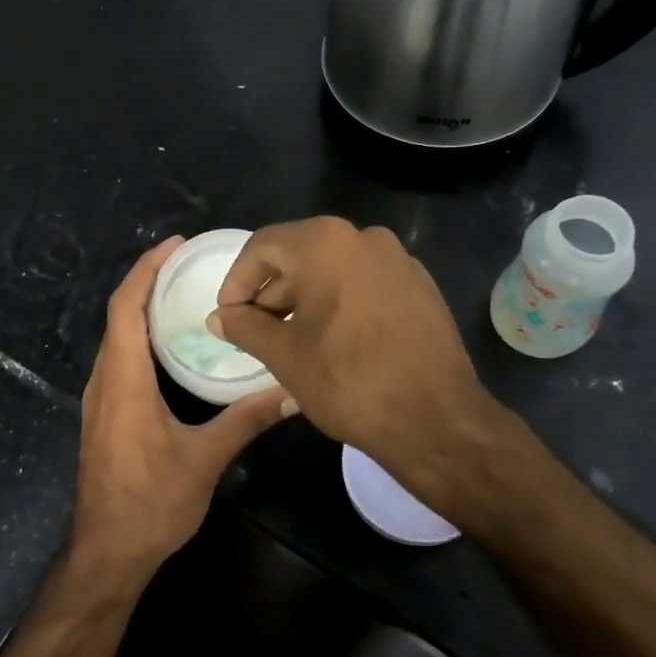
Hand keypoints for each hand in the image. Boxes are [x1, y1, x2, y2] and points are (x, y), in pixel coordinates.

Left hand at [71, 237, 296, 587]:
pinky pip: (119, 359)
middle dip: (148, 281)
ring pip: (116, 338)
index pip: (126, 307)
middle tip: (189, 264)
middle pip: (119, 315)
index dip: (146, 269)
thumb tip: (293, 392)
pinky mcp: (104, 416)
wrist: (106, 553)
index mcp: (123, 380)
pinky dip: (139, 337)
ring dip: (142, 309)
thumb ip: (247, 420)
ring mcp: (100, 400)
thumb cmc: (151, 504)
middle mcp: (104, 381)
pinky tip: (170, 347)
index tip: (175, 245)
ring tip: (183, 293)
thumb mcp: (204, 459)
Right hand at [208, 217, 506, 490]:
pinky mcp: (420, 288)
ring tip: (291, 342)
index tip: (228, 317)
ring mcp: (399, 261)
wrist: (435, 419)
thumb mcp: (283, 354)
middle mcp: (364, 238)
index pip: (263, 247)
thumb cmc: (347, 379)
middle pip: (300, 255)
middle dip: (271, 293)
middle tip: (255, 333)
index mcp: (325, 243)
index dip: (237, 281)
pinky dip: (340, 304)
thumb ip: (244, 327)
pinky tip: (334, 343)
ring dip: (305, 300)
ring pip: (334, 270)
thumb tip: (219, 317)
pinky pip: (365, 285)